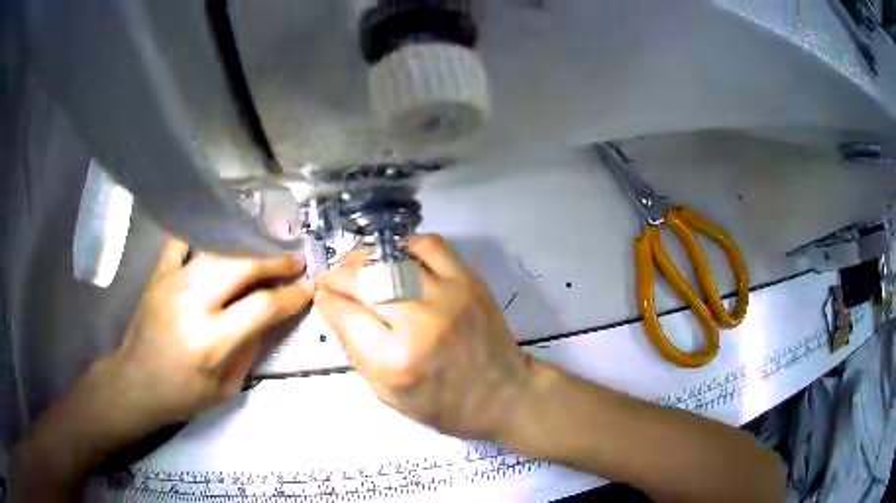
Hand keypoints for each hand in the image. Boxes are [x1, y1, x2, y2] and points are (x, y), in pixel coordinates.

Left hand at [12, 239, 313, 498]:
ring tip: (264, 251)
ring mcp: (172, 283)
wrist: (134, 383)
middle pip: (241, 267)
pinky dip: (201, 238)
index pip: (261, 307)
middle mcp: (192, 304)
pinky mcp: (158, 275)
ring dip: (246, 249)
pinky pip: (182, 243)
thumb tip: (267, 317)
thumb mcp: (225, 389)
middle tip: (294, 261)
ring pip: (217, 252)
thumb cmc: (181, 396)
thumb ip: (248, 349)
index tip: (309, 288)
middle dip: (274, 261)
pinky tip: (215, 242)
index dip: (291, 296)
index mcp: (210, 340)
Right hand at [315, 235, 533, 438]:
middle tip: (332, 280)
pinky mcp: (468, 280)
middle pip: (361, 280)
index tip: (323, 298)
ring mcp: (447, 295)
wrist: (504, 393)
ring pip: (389, 258)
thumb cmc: (443, 405)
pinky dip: (405, 246)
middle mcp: (418, 321)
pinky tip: (396, 259)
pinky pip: (428, 245)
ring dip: (364, 259)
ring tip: (358, 268)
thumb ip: (355, 351)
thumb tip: (334, 308)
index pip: (343, 313)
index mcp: (394, 360)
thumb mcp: (387, 394)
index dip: (326, 301)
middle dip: (337, 277)